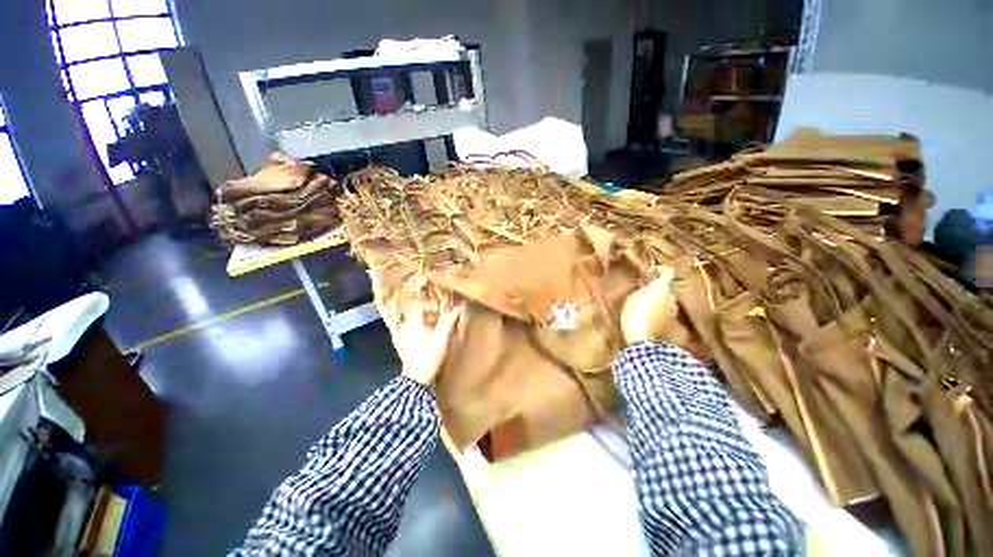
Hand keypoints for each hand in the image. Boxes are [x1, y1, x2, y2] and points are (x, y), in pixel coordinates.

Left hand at [378, 292, 461, 386]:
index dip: (431, 306)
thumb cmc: (430, 354)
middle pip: (419, 314)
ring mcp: (407, 337)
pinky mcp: (410, 346)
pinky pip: (418, 332)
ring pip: (419, 324)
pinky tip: (436, 338)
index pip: (420, 306)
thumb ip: (449, 321)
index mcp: (414, 323)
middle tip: (443, 318)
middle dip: (432, 314)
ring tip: (442, 328)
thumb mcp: (442, 337)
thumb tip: (457, 308)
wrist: (418, 378)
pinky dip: (427, 331)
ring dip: (431, 323)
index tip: (442, 310)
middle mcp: (408, 328)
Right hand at [621, 266, 679, 344]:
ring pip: (668, 302)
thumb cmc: (634, 312)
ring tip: (647, 306)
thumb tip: (646, 286)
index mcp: (661, 288)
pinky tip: (650, 317)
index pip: (669, 273)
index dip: (662, 270)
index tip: (653, 271)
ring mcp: (673, 311)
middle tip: (645, 292)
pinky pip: (667, 313)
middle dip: (659, 290)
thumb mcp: (632, 297)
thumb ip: (642, 290)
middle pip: (668, 290)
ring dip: (660, 302)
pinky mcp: (672, 323)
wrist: (642, 337)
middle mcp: (671, 297)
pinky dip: (660, 313)